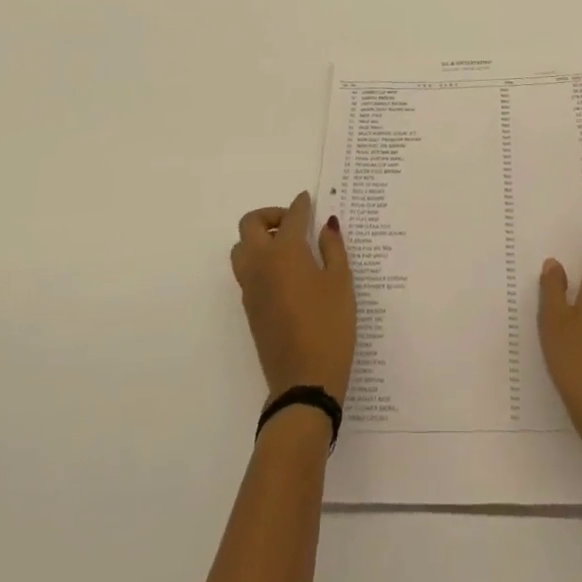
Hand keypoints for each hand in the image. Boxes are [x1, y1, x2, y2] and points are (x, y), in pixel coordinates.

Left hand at [229, 191, 355, 403]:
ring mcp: (250, 288)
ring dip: (258, 238)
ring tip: (287, 247)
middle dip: (270, 215)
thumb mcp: (341, 282)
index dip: (301, 205)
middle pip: (250, 225)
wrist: (304, 382)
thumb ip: (333, 248)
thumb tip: (326, 225)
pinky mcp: (249, 308)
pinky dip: (259, 260)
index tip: (308, 200)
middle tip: (294, 223)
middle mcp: (261, 264)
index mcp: (285, 252)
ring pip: (241, 249)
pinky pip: (246, 271)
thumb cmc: (329, 326)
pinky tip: (285, 273)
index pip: (291, 217)